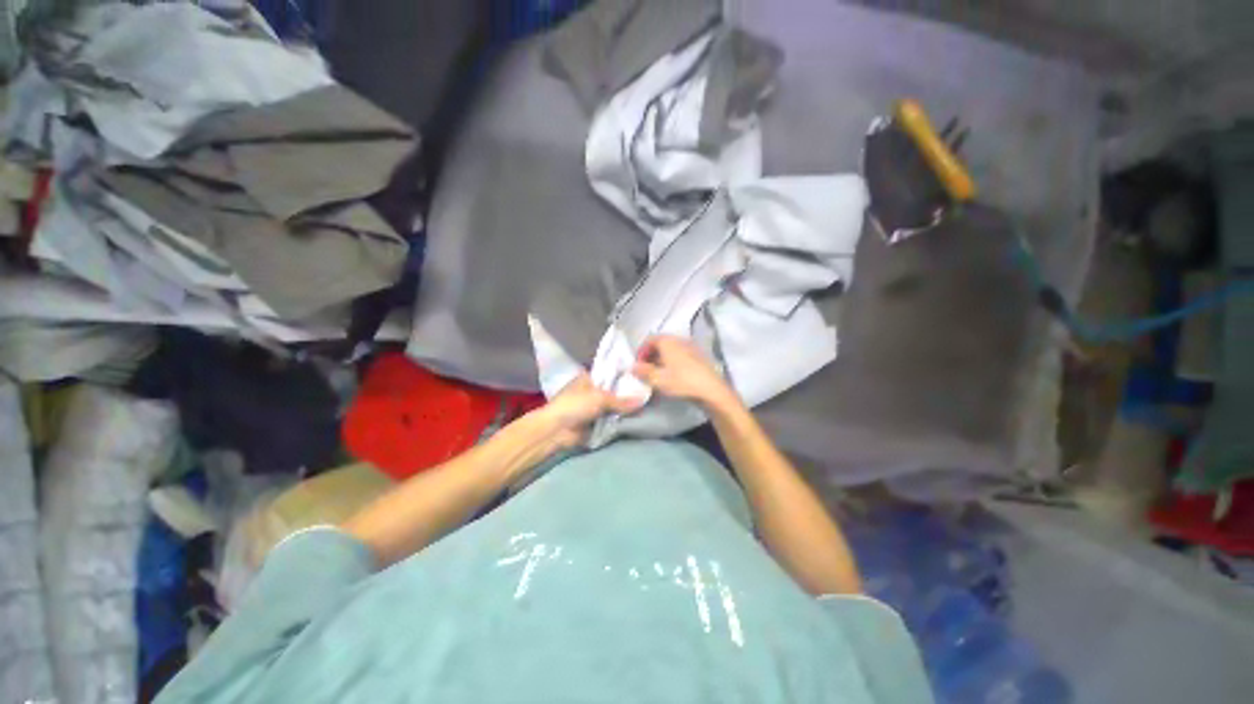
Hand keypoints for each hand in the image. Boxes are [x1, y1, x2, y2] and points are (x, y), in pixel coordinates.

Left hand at [537, 373, 643, 446]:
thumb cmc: (575, 405)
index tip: (642, 378)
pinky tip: (637, 419)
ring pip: (614, 407)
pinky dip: (620, 421)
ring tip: (646, 406)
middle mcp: (592, 391)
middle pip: (614, 391)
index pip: (611, 374)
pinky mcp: (595, 423)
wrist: (557, 431)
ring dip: (625, 409)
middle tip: (648, 393)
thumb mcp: (600, 398)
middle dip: (627, 394)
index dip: (625, 376)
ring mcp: (593, 408)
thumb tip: (642, 401)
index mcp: (589, 378)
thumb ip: (621, 400)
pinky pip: (611, 420)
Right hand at [632, 336, 738, 411]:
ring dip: (663, 359)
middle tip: (647, 370)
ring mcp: (692, 347)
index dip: (641, 351)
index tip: (638, 365)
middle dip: (652, 355)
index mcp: (668, 341)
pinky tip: (674, 375)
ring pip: (672, 350)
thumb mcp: (657, 379)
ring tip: (659, 374)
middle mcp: (680, 339)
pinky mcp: (700, 356)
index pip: (650, 340)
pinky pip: (682, 355)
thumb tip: (633, 367)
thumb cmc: (681, 382)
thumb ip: (643, 372)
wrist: (712, 390)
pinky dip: (674, 362)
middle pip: (661, 343)